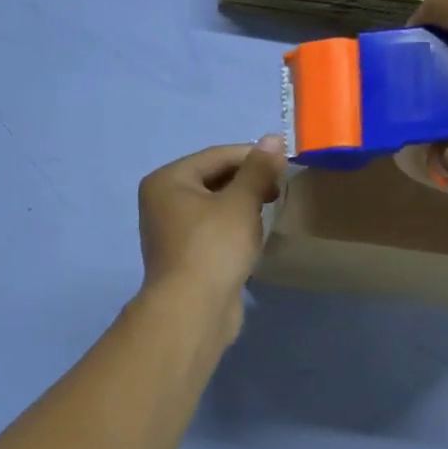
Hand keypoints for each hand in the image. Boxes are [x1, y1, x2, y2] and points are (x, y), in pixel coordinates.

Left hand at [137, 137, 287, 328]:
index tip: (285, 164)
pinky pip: (212, 230)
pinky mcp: (184, 255)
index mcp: (167, 180)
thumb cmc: (214, 247)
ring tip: (268, 211)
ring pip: (214, 206)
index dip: (253, 157)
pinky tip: (252, 237)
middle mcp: (162, 200)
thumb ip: (258, 169)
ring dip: (242, 206)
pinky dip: (233, 228)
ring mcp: (170, 230)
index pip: (216, 156)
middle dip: (247, 182)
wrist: (193, 310)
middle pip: (213, 179)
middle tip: (279, 191)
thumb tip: (273, 138)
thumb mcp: (241, 202)